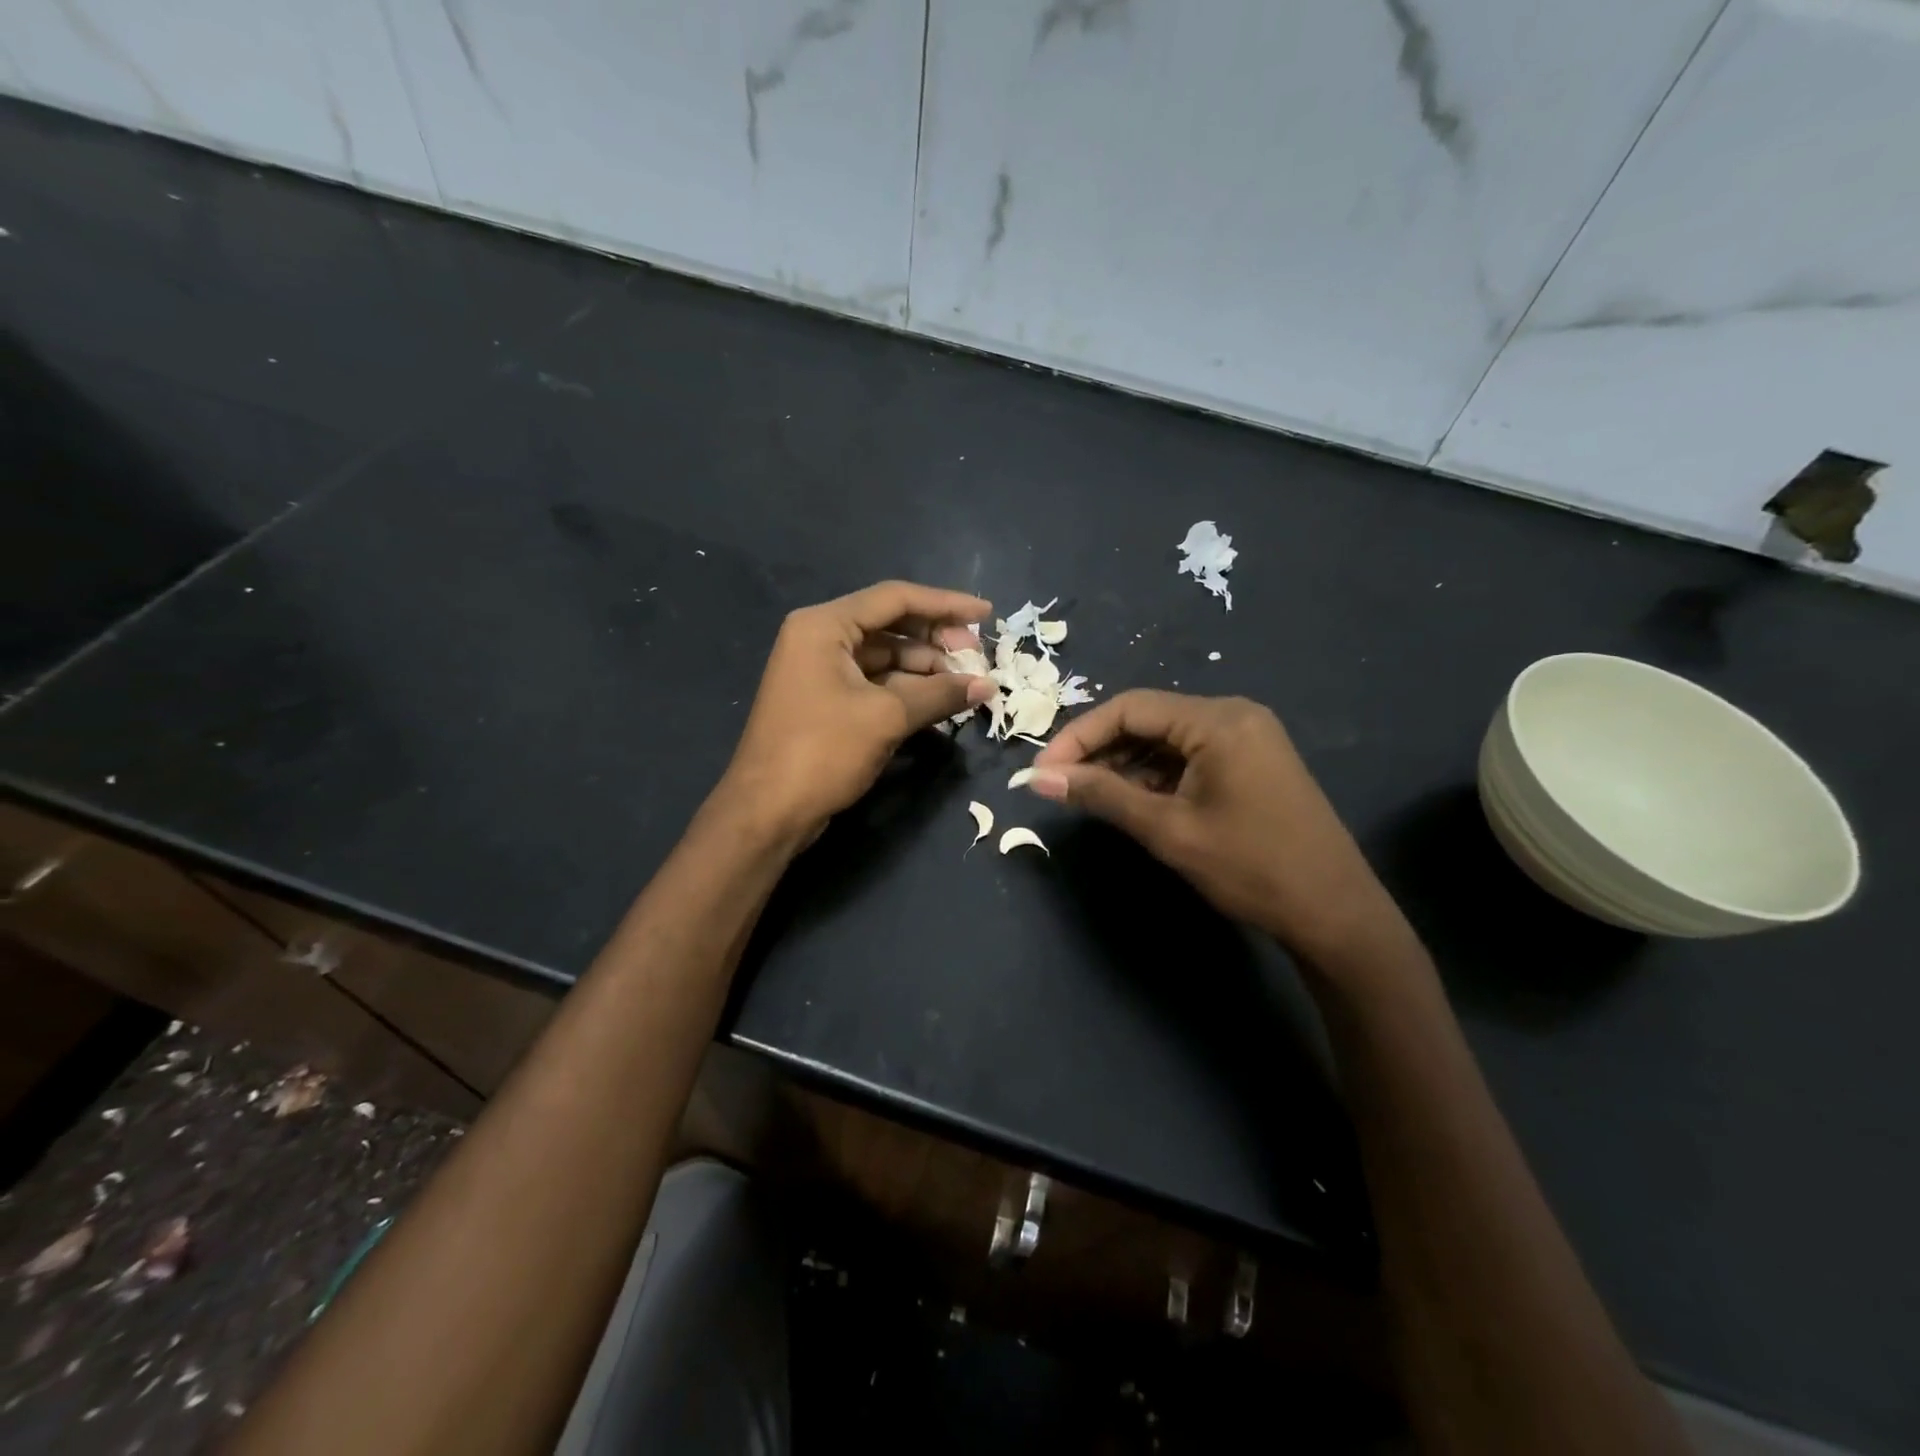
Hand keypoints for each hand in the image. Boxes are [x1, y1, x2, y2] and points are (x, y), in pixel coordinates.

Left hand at [720, 581, 995, 840]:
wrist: (767, 812)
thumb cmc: (822, 751)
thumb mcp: (886, 717)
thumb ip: (939, 694)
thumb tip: (987, 685)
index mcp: (825, 626)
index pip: (895, 598)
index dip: (945, 604)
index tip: (986, 615)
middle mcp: (819, 638)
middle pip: (890, 625)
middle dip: (936, 639)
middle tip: (976, 656)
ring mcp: (820, 670)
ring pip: (885, 657)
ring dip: (925, 669)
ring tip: (965, 685)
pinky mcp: (826, 701)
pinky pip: (874, 683)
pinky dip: (907, 690)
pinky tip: (939, 704)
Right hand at [1029, 691, 1405, 971]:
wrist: (1335, 914)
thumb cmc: (1250, 868)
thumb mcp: (1168, 830)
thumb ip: (1102, 795)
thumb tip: (1037, 778)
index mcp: (1217, 720)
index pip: (1129, 708)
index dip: (1078, 736)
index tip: (1042, 771)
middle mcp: (1233, 715)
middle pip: (1148, 719)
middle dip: (1100, 750)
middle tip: (1061, 785)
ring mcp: (1247, 738)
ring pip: (1167, 740)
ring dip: (1126, 764)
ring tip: (1090, 797)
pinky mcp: (1252, 762)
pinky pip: (1190, 756)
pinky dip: (1156, 775)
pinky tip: (1133, 801)